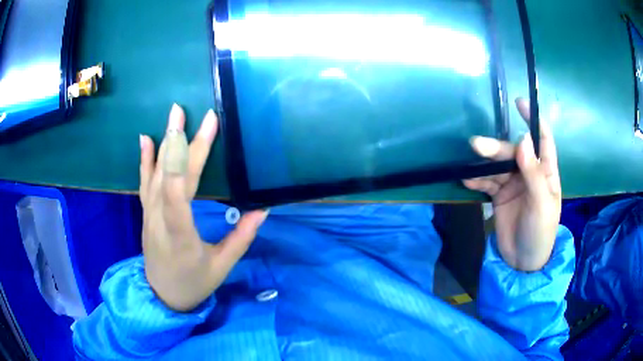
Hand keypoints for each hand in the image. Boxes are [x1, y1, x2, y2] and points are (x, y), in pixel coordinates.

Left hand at [139, 104, 266, 311]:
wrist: (162, 295)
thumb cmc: (194, 283)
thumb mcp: (222, 266)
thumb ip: (241, 237)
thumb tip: (262, 209)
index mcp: (181, 237)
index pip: (178, 196)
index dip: (186, 161)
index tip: (203, 131)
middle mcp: (160, 221)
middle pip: (171, 177)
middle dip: (186, 142)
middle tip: (200, 114)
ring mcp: (150, 215)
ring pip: (156, 174)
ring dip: (166, 142)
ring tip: (175, 114)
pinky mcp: (147, 213)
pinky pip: (145, 183)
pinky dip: (145, 160)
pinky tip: (145, 139)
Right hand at [463, 98, 560, 270]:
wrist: (523, 262)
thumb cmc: (540, 232)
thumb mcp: (541, 204)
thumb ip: (533, 173)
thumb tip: (523, 139)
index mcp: (546, 172)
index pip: (543, 140)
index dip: (533, 120)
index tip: (520, 103)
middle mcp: (530, 173)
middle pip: (513, 152)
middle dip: (497, 148)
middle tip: (477, 145)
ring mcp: (514, 184)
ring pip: (498, 166)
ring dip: (484, 163)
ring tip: (469, 161)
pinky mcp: (500, 196)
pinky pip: (487, 183)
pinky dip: (477, 180)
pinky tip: (467, 180)